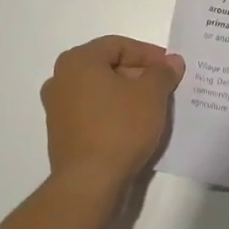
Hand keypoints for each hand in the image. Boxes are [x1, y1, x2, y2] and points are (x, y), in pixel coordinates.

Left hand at [40, 36, 185, 196]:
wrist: (89, 183)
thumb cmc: (120, 127)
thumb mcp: (152, 94)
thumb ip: (163, 72)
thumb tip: (171, 62)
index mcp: (78, 61)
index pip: (119, 45)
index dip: (148, 54)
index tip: (170, 68)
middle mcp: (61, 78)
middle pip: (107, 66)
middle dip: (138, 74)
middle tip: (164, 87)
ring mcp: (57, 108)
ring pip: (100, 90)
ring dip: (126, 94)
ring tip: (152, 107)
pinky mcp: (61, 134)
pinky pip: (92, 112)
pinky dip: (113, 113)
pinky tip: (134, 126)